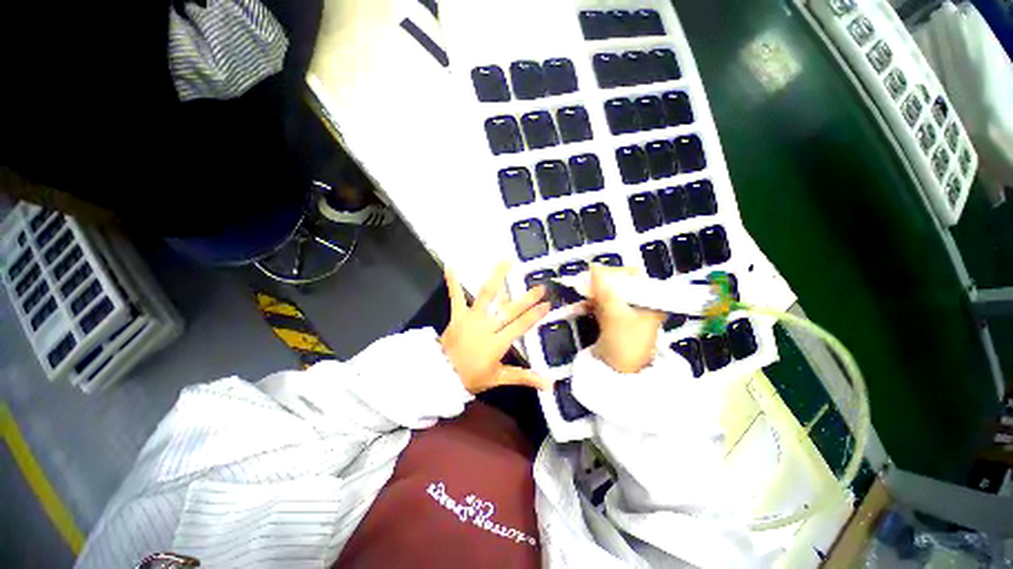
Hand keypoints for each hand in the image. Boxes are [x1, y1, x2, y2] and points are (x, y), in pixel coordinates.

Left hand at [440, 262, 551, 393]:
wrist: (441, 375)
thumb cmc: (471, 377)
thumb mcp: (498, 378)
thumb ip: (523, 377)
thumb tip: (549, 384)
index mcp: (497, 343)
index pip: (520, 326)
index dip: (534, 315)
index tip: (547, 304)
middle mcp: (486, 327)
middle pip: (509, 310)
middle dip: (527, 298)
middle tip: (540, 286)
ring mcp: (471, 318)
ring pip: (487, 295)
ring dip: (497, 277)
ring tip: (506, 260)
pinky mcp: (457, 315)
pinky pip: (456, 297)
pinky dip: (452, 282)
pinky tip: (450, 265)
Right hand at [586, 264, 666, 373]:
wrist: (617, 374)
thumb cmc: (624, 344)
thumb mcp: (615, 314)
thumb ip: (604, 289)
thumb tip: (594, 266)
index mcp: (650, 302)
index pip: (635, 277)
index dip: (616, 272)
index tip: (597, 273)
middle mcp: (640, 305)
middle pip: (620, 284)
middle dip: (601, 282)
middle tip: (585, 281)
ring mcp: (626, 313)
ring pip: (609, 294)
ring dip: (594, 292)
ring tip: (580, 290)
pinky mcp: (614, 321)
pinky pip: (602, 305)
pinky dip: (592, 303)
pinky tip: (582, 303)